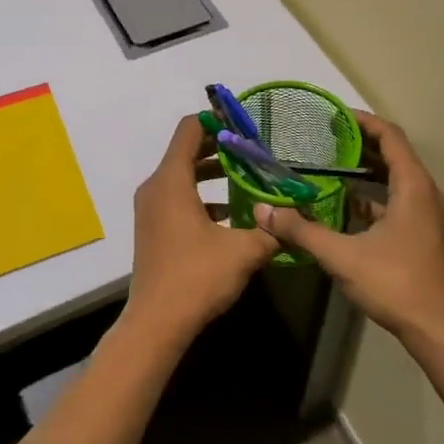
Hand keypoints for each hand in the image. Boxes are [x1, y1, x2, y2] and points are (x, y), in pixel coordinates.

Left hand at [126, 114, 278, 345]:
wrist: (157, 323)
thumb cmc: (197, 277)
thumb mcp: (243, 251)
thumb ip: (271, 230)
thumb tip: (293, 218)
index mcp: (172, 180)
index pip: (190, 129)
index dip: (216, 121)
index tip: (244, 124)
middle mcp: (155, 186)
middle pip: (185, 150)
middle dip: (219, 147)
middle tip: (253, 150)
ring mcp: (150, 208)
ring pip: (182, 175)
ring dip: (211, 172)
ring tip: (247, 177)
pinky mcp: (152, 227)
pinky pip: (176, 197)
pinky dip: (201, 195)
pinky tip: (230, 213)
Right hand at [254, 111, 443, 351]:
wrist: (440, 333)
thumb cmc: (396, 284)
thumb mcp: (342, 256)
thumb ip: (302, 230)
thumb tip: (262, 211)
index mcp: (413, 186)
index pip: (390, 136)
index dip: (362, 121)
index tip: (333, 116)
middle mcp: (426, 193)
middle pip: (394, 154)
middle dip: (359, 144)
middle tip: (323, 139)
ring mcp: (428, 215)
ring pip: (396, 180)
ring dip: (366, 171)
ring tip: (329, 167)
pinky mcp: (425, 235)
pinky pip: (398, 201)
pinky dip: (373, 196)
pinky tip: (345, 207)